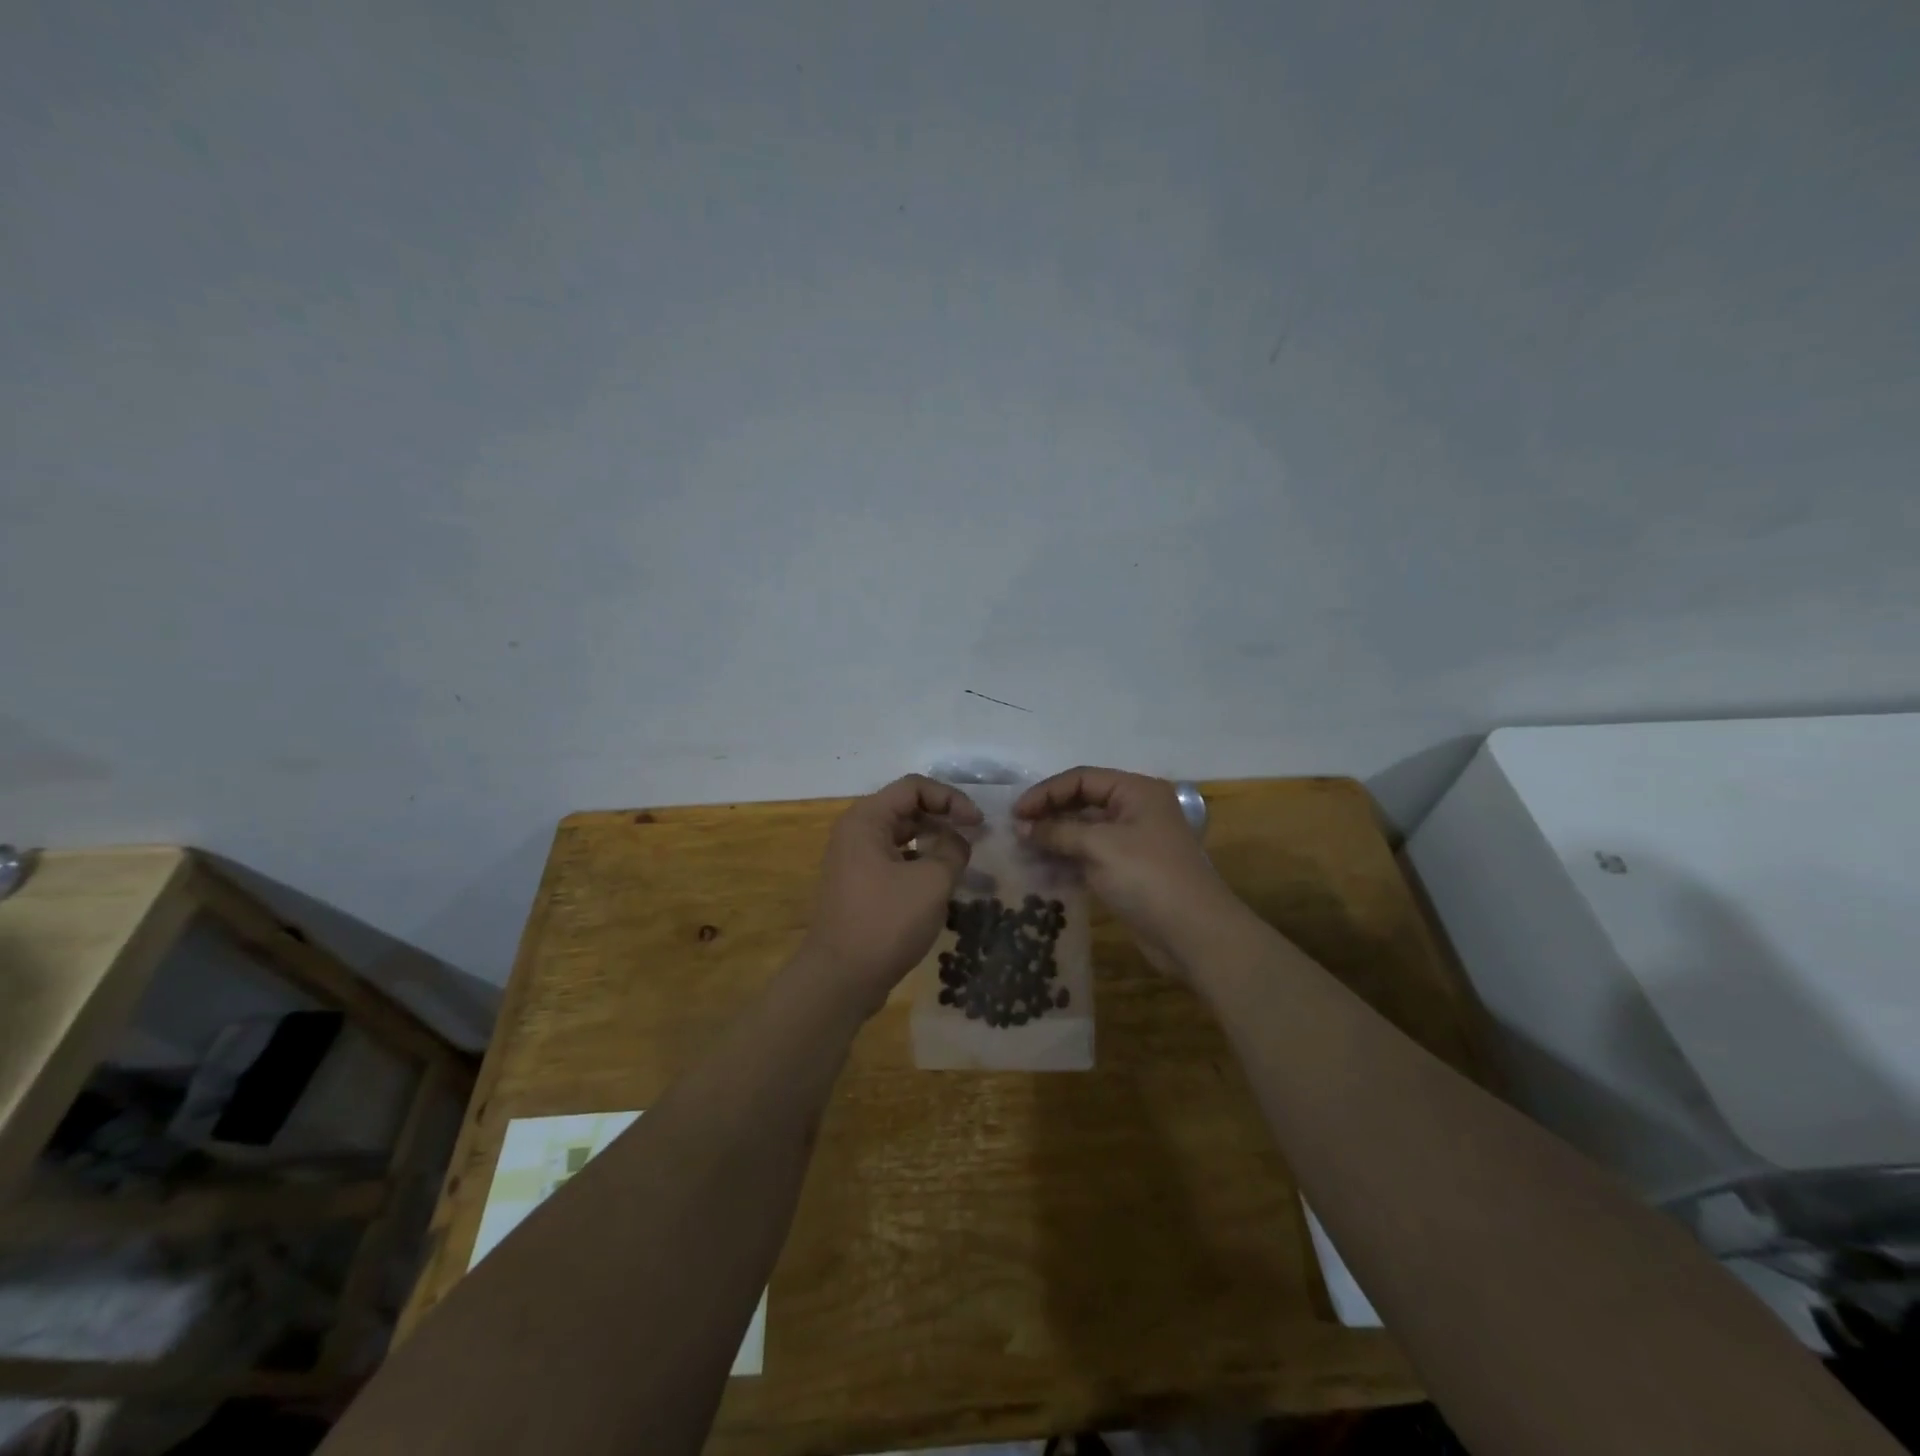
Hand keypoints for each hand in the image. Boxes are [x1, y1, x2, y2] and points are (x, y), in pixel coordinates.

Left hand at [798, 774, 980, 1017]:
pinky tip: (940, 884)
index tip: (978, 823)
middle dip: (944, 819)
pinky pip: (895, 861)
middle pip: (907, 809)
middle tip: (975, 838)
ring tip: (962, 861)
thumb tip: (957, 842)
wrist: (840, 978)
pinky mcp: (860, 886)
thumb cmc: (886, 921)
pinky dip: (920, 864)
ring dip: (934, 843)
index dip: (950, 798)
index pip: (914, 787)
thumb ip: (953, 851)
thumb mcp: (931, 881)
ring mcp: (855, 861)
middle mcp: (856, 833)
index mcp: (866, 820)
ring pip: (902, 837)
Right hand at [1014, 767, 1241, 971]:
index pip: (1082, 779)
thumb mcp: (1100, 846)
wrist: (1195, 934)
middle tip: (1015, 831)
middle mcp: (1135, 810)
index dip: (1046, 792)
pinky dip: (1067, 859)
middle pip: (1083, 802)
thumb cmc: (1148, 878)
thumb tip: (1022, 827)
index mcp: (1136, 792)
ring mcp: (1133, 842)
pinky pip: (1090, 856)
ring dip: (1055, 838)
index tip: (1015, 813)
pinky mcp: (1128, 871)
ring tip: (1022, 850)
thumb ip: (1058, 832)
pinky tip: (1042, 869)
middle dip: (1049, 814)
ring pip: (1085, 831)